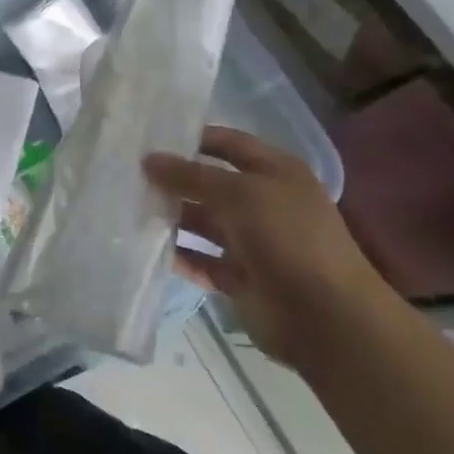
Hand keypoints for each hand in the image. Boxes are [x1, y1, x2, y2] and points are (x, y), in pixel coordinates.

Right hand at [145, 127, 397, 367]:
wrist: (325, 317)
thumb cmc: (286, 237)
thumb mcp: (238, 193)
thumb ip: (190, 175)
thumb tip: (148, 159)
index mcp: (276, 172)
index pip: (229, 143)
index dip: (194, 138)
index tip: (150, 137)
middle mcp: (264, 202)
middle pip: (211, 183)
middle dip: (174, 178)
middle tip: (128, 172)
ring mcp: (252, 241)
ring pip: (202, 221)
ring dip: (172, 216)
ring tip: (129, 205)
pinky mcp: (240, 277)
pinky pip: (201, 259)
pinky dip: (178, 254)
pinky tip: (144, 245)